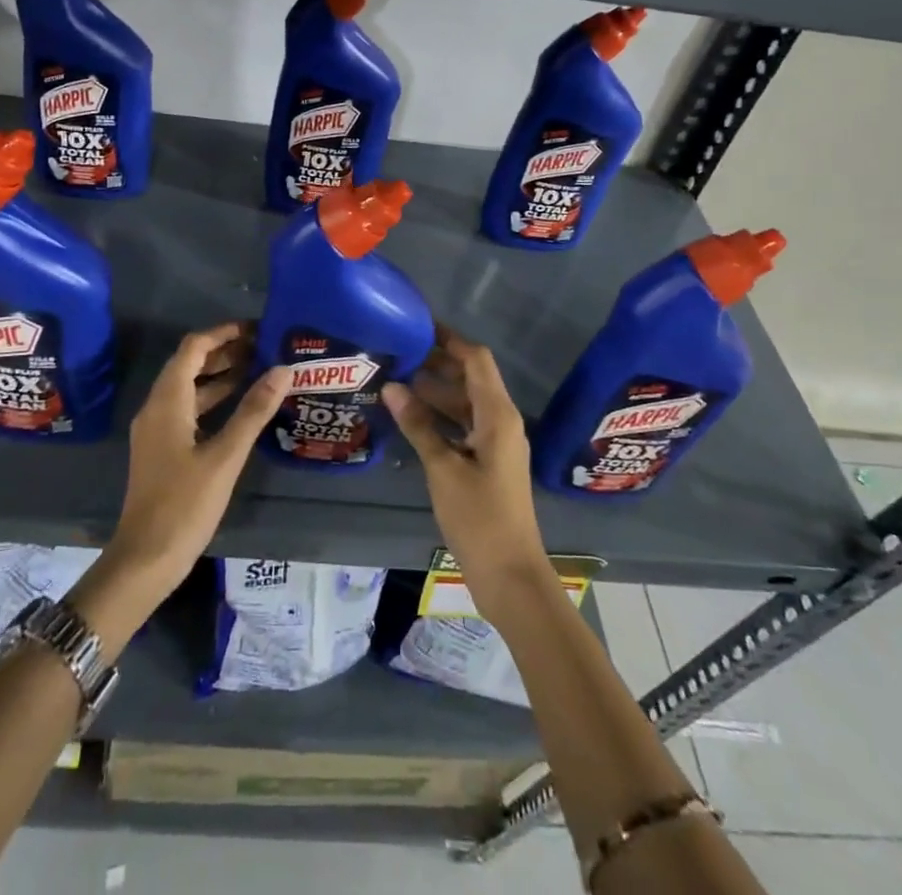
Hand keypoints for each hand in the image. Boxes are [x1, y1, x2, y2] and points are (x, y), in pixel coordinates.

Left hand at [80, 323, 285, 638]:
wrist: (145, 559)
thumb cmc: (184, 504)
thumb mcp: (225, 457)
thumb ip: (253, 411)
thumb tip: (282, 370)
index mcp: (167, 401)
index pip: (193, 348)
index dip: (223, 333)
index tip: (257, 329)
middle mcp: (157, 407)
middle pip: (190, 364)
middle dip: (225, 352)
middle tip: (265, 348)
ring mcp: (157, 429)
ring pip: (189, 388)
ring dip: (220, 376)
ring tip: (259, 370)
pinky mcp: (162, 448)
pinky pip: (188, 409)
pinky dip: (213, 400)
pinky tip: (240, 408)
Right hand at [383, 327, 554, 628]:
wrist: (510, 576)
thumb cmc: (480, 518)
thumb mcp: (443, 468)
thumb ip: (418, 424)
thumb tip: (392, 386)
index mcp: (498, 415)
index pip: (475, 359)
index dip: (449, 338)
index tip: (416, 324)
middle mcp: (501, 421)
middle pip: (470, 377)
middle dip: (436, 362)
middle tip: (396, 351)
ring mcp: (495, 443)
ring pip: (464, 402)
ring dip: (434, 390)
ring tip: (394, 380)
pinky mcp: (487, 462)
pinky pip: (462, 425)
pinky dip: (439, 416)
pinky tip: (409, 417)